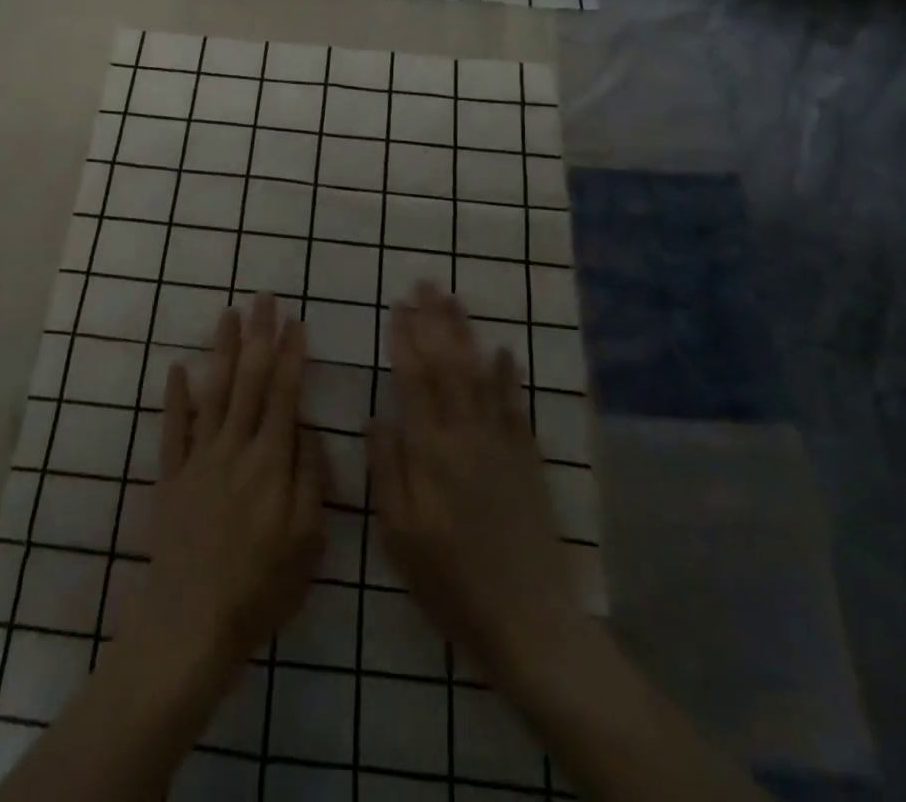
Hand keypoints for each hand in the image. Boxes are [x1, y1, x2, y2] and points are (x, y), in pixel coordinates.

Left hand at [130, 297, 324, 673]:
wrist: (190, 623)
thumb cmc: (260, 587)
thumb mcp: (307, 542)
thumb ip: (310, 479)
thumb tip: (306, 429)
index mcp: (271, 462)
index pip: (284, 394)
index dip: (291, 355)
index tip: (296, 322)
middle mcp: (235, 447)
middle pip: (250, 380)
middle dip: (259, 336)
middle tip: (264, 299)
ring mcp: (199, 458)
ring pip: (214, 392)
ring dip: (222, 350)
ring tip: (229, 314)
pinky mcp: (171, 475)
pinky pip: (173, 427)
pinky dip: (175, 395)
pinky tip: (178, 366)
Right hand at [370, 284, 579, 688]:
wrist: (528, 621)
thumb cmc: (450, 582)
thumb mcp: (399, 536)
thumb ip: (388, 470)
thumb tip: (376, 416)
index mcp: (431, 453)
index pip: (415, 381)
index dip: (406, 340)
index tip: (398, 307)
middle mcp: (466, 436)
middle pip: (449, 365)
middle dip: (435, 321)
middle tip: (426, 284)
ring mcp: (501, 444)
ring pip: (480, 374)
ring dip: (466, 334)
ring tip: (455, 300)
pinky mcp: (526, 459)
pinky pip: (514, 405)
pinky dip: (507, 374)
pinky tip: (503, 350)